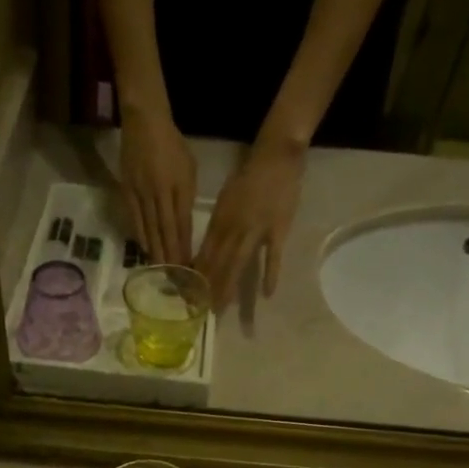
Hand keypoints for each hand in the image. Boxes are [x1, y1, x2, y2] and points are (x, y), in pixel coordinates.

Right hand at [119, 106, 196, 265]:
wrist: (144, 123)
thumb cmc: (172, 144)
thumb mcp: (189, 168)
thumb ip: (187, 195)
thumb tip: (183, 222)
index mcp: (179, 186)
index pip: (182, 223)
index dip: (184, 246)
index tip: (188, 265)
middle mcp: (160, 193)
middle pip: (165, 230)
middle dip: (170, 255)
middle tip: (174, 277)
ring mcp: (141, 193)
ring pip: (149, 228)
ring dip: (155, 250)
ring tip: (159, 268)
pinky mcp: (127, 191)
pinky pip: (134, 218)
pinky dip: (140, 236)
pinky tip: (144, 249)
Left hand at [197, 136, 304, 306]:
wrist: (275, 156)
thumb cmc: (248, 177)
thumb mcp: (226, 199)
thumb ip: (218, 225)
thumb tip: (208, 250)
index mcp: (220, 220)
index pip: (205, 253)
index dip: (197, 276)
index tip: (189, 295)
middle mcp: (234, 228)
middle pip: (219, 263)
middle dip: (209, 289)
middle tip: (203, 311)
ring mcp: (256, 229)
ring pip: (239, 263)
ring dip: (229, 287)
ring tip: (222, 308)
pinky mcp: (278, 230)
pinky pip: (273, 256)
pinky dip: (270, 275)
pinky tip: (267, 294)